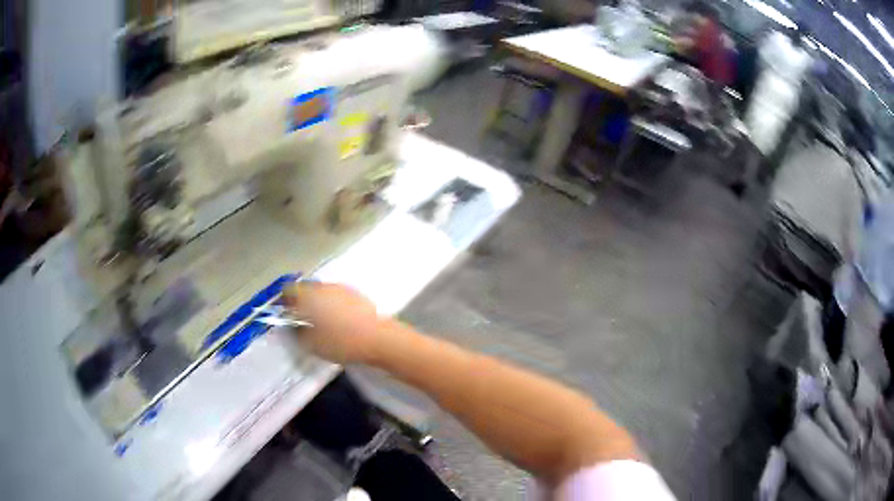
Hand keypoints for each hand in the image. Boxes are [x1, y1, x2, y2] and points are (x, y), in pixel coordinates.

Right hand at [282, 282, 385, 363]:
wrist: (379, 338)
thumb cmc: (341, 342)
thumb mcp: (311, 344)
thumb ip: (297, 332)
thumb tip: (292, 326)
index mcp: (309, 296)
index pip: (289, 289)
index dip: (284, 301)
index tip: (285, 313)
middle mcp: (324, 287)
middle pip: (306, 289)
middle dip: (301, 301)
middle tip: (301, 319)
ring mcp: (342, 289)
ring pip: (323, 292)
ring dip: (318, 303)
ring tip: (320, 322)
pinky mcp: (356, 295)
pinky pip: (337, 297)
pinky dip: (333, 305)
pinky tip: (338, 320)